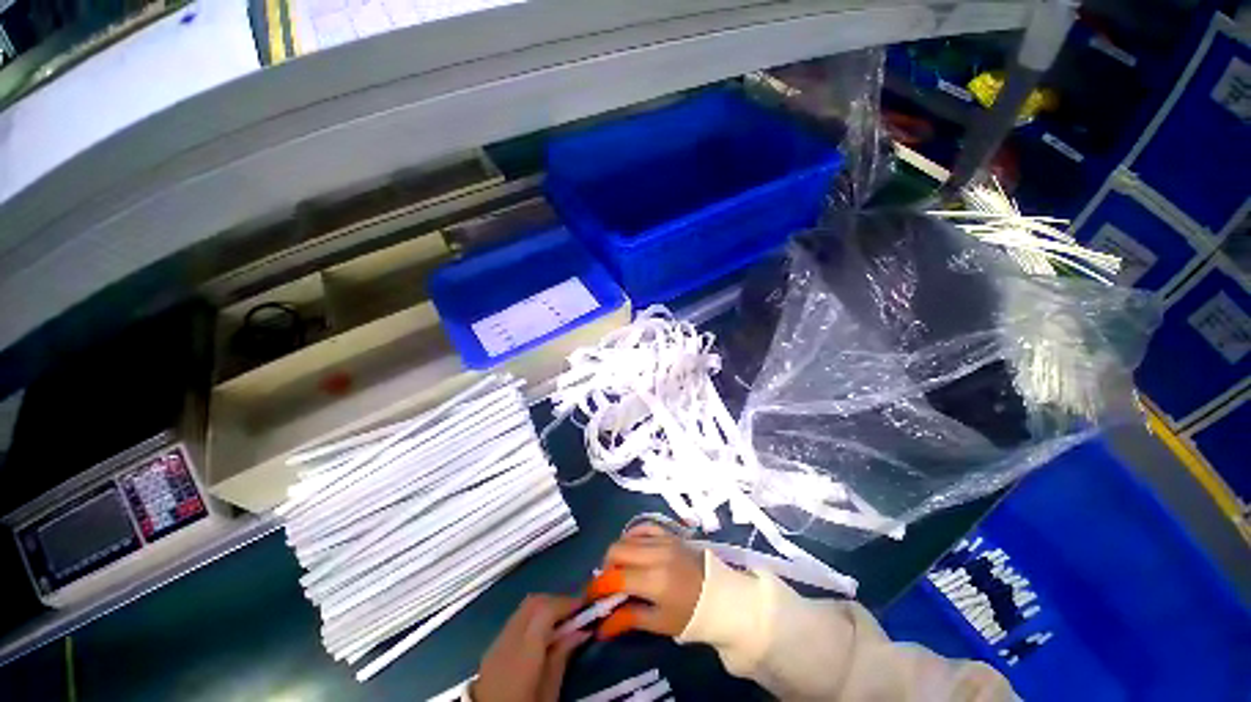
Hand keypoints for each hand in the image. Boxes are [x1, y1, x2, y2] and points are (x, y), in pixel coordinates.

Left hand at [472, 595, 589, 701]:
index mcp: (524, 651)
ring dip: (543, 608)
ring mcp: (496, 642)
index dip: (567, 603)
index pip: (546, 610)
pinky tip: (541, 635)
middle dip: (556, 601)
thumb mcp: (549, 694)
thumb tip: (581, 631)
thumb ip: (562, 658)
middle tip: (574, 612)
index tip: (585, 606)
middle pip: (533, 602)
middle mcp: (508, 638)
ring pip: (523, 609)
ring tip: (560, 623)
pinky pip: (515, 622)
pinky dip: (531, 619)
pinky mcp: (491, 649)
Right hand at [591, 523, 704, 639]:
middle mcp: (655, 554)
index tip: (591, 596)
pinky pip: (643, 527)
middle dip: (605, 566)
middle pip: (616, 550)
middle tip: (608, 583)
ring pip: (627, 537)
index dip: (598, 586)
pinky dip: (633, 535)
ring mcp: (663, 540)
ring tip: (621, 569)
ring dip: (618, 552)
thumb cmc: (691, 615)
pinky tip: (632, 548)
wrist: (720, 596)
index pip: (614, 577)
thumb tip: (601, 627)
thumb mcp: (659, 623)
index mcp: (653, 580)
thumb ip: (629, 619)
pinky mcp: (669, 533)